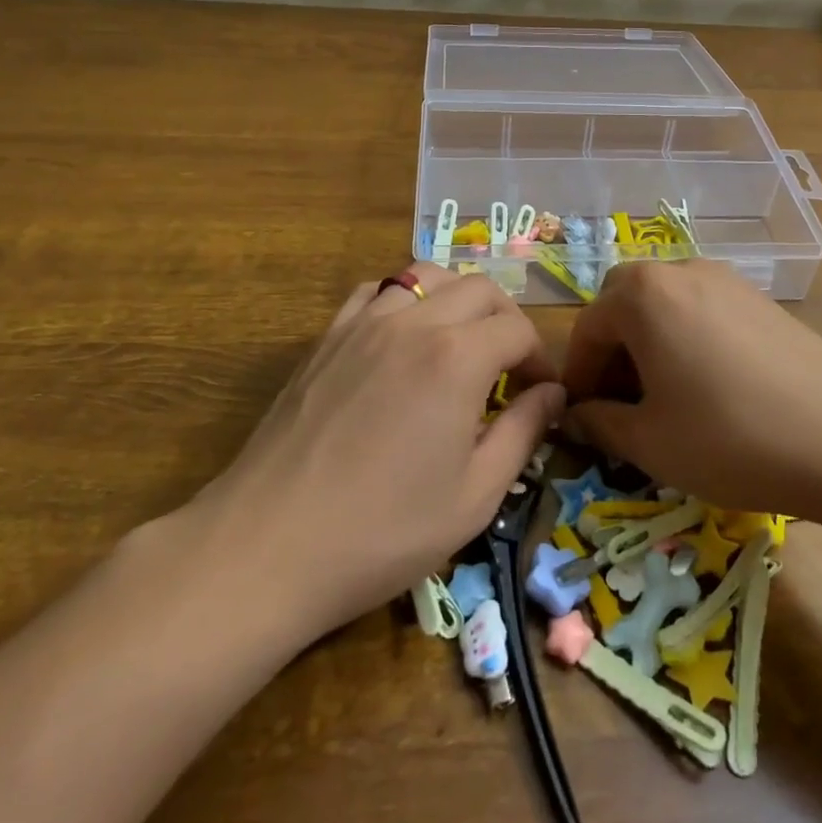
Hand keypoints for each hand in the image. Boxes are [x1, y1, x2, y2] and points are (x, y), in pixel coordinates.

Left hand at [182, 265, 563, 640]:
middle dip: (506, 320)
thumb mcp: (475, 496)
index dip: (539, 359)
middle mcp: (415, 322)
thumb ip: (523, 432)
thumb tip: (553, 394)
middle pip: (480, 289)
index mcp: (458, 358)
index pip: (517, 329)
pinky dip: (404, 300)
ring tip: (460, 344)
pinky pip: (376, 291)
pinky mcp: (328, 336)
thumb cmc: (383, 531)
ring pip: (428, 276)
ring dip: (458, 301)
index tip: (540, 395)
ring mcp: (364, 322)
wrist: (268, 546)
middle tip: (509, 368)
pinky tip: (402, 338)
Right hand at [561, 261, 821, 520]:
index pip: (589, 326)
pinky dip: (687, 339)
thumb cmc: (731, 437)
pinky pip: (704, 310)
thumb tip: (578, 414)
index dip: (579, 373)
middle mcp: (682, 271)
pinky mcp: (763, 301)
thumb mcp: (651, 443)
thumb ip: (601, 423)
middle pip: (625, 301)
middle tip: (620, 401)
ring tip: (663, 397)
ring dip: (650, 342)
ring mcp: (728, 281)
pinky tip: (709, 387)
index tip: (581, 416)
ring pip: (667, 303)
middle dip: (613, 348)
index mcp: (644, 294)